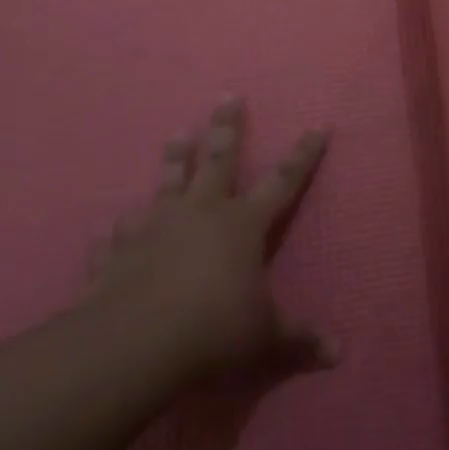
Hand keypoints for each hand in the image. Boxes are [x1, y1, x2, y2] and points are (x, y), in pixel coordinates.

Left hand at [90, 98, 332, 379]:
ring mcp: (155, 229)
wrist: (133, 346)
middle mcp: (201, 213)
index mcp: (244, 225)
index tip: (318, 125)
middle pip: (218, 160)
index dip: (303, 155)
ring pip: (167, 183)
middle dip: (226, 127)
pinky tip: (109, 227)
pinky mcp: (116, 254)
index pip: (283, 181)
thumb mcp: (264, 339)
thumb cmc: (212, 331)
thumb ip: (298, 340)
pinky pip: (117, 236)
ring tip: (175, 133)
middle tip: (227, 96)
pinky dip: (115, 232)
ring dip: (172, 160)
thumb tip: (339, 353)